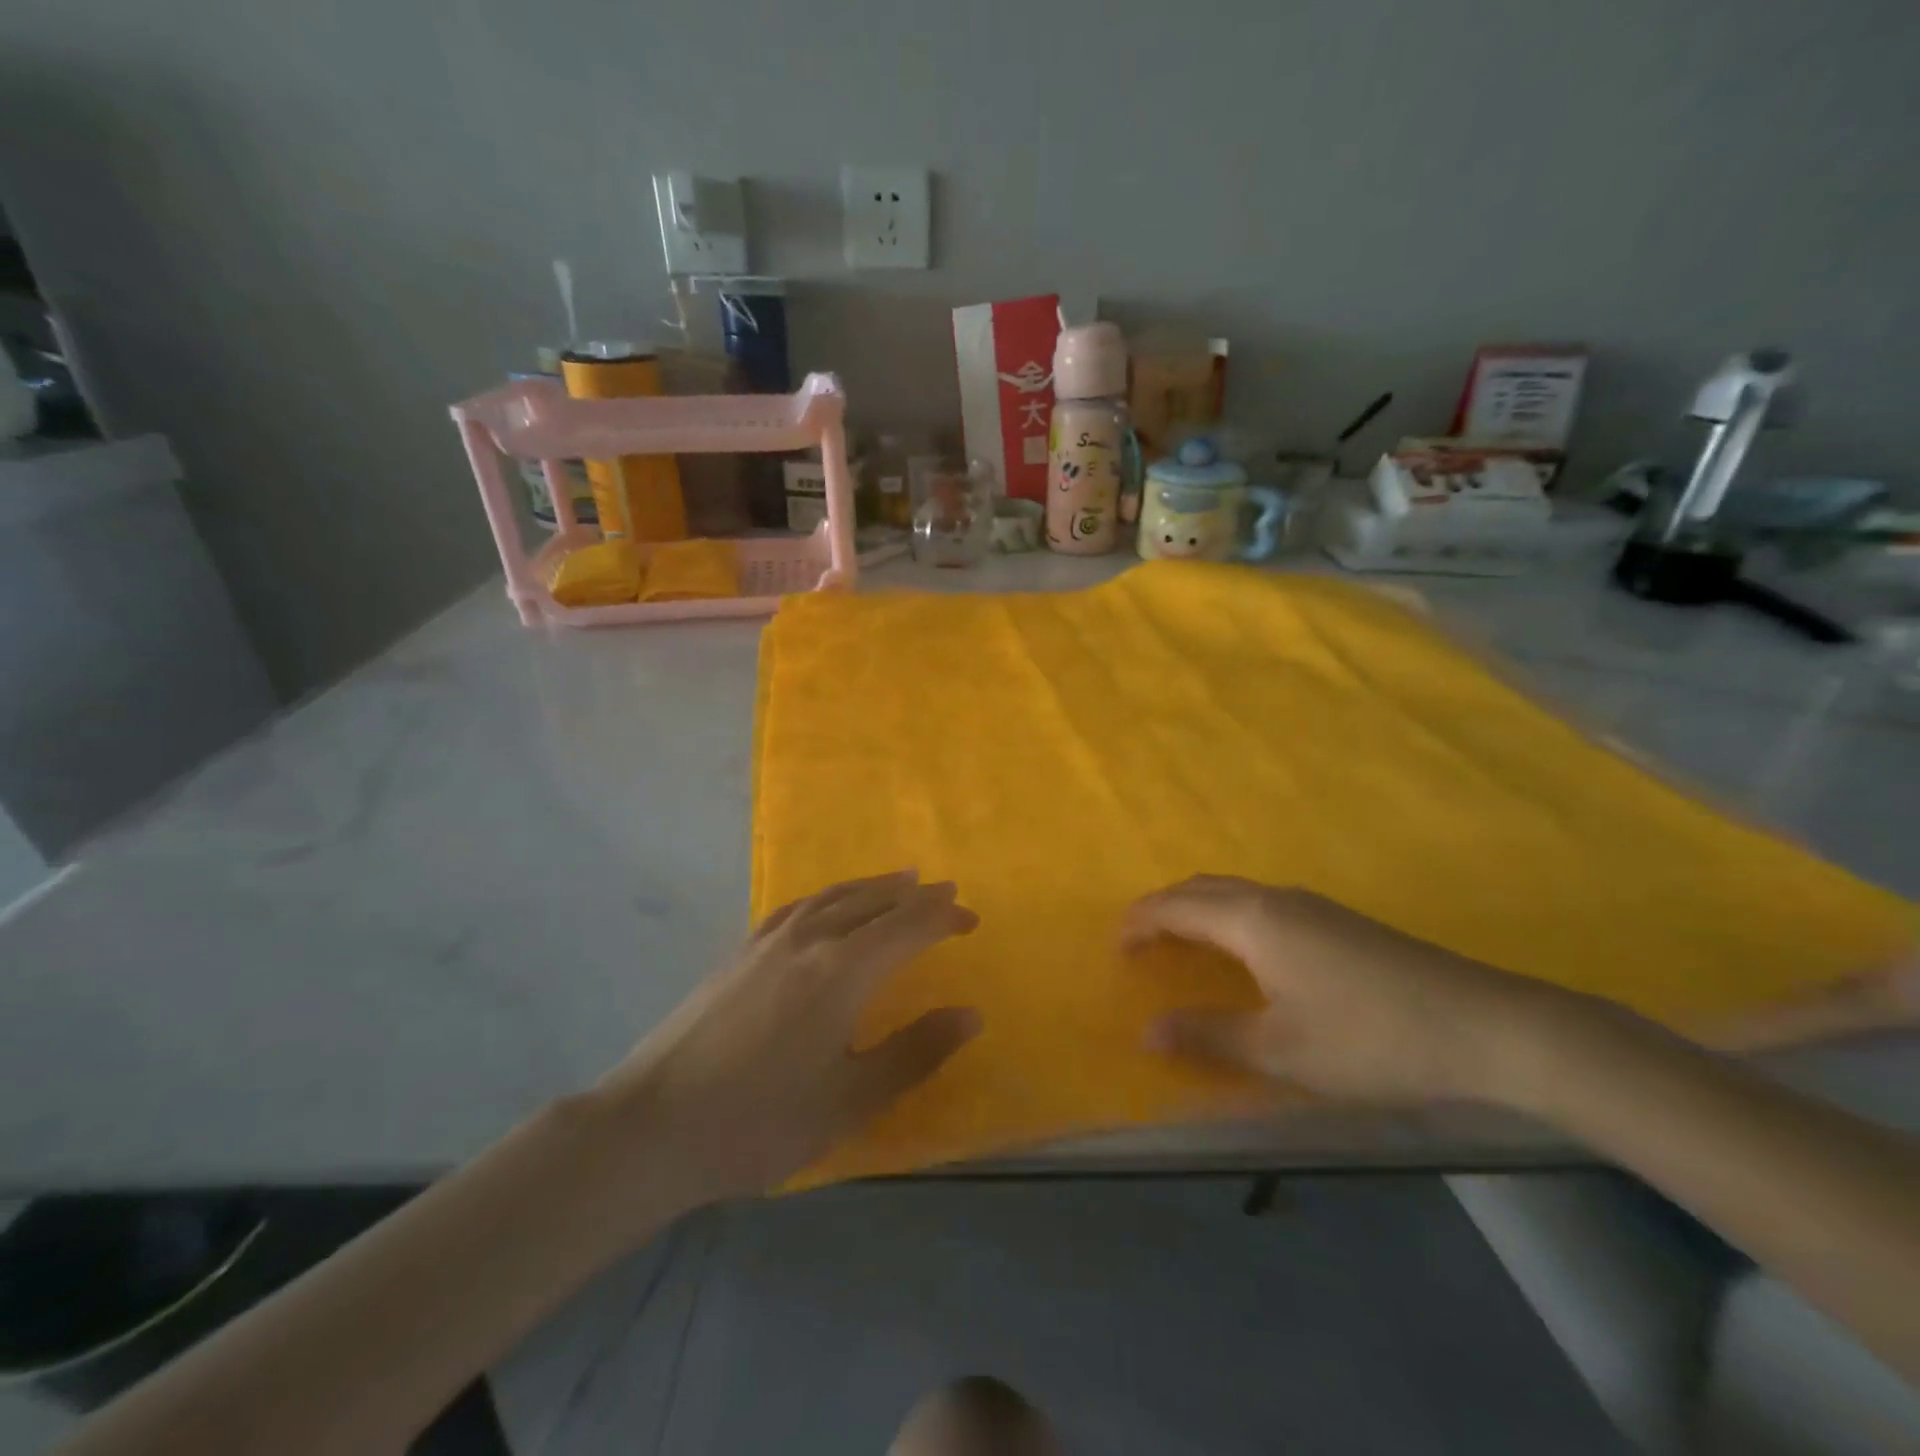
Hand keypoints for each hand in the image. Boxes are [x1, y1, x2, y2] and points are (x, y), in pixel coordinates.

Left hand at [596, 871, 981, 1202]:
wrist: (652, 1126)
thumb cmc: (760, 1120)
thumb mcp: (850, 1099)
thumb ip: (915, 1052)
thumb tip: (971, 1014)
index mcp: (842, 970)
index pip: (907, 926)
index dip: (943, 917)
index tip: (971, 918)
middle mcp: (809, 939)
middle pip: (872, 901)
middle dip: (914, 895)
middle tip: (945, 890)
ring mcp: (768, 941)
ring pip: (833, 896)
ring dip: (873, 885)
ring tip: (899, 879)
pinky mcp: (739, 952)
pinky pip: (798, 906)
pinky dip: (829, 896)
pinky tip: (827, 904)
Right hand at [1122, 876, 1580, 1104]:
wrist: (1486, 1027)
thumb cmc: (1370, 1039)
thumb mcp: (1281, 1050)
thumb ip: (1209, 1037)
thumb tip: (1147, 1032)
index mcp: (1253, 920)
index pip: (1176, 906)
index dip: (1140, 921)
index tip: (1115, 947)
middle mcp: (1276, 899)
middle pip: (1202, 888)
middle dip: (1163, 907)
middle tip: (1140, 942)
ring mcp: (1312, 906)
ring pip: (1234, 892)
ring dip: (1198, 910)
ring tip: (1182, 946)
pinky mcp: (1339, 921)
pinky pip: (1261, 904)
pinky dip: (1229, 917)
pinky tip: (1245, 953)